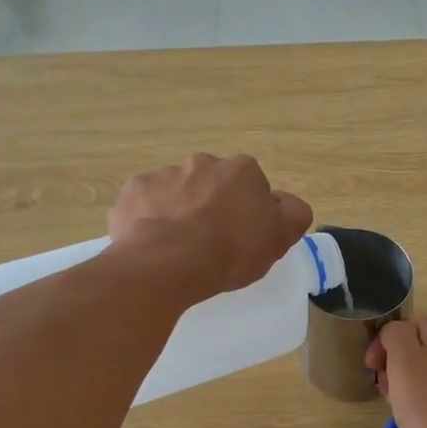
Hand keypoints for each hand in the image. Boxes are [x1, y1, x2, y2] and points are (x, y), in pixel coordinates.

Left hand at [108, 154, 312, 303]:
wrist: (167, 264)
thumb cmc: (230, 251)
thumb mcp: (280, 237)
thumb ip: (293, 213)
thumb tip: (284, 202)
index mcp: (241, 170)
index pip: (253, 187)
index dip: (250, 213)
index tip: (243, 238)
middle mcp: (202, 163)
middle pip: (213, 185)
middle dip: (213, 206)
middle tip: (211, 243)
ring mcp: (164, 174)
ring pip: (178, 192)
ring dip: (181, 211)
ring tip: (179, 248)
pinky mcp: (133, 192)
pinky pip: (146, 205)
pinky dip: (150, 220)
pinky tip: (154, 245)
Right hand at [367, 316, 426, 427]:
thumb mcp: (404, 360)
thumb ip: (395, 334)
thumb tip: (392, 333)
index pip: (405, 323)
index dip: (383, 340)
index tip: (373, 366)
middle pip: (411, 347)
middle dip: (390, 364)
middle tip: (383, 386)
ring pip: (417, 371)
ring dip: (399, 384)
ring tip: (394, 404)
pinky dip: (414, 401)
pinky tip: (410, 417)